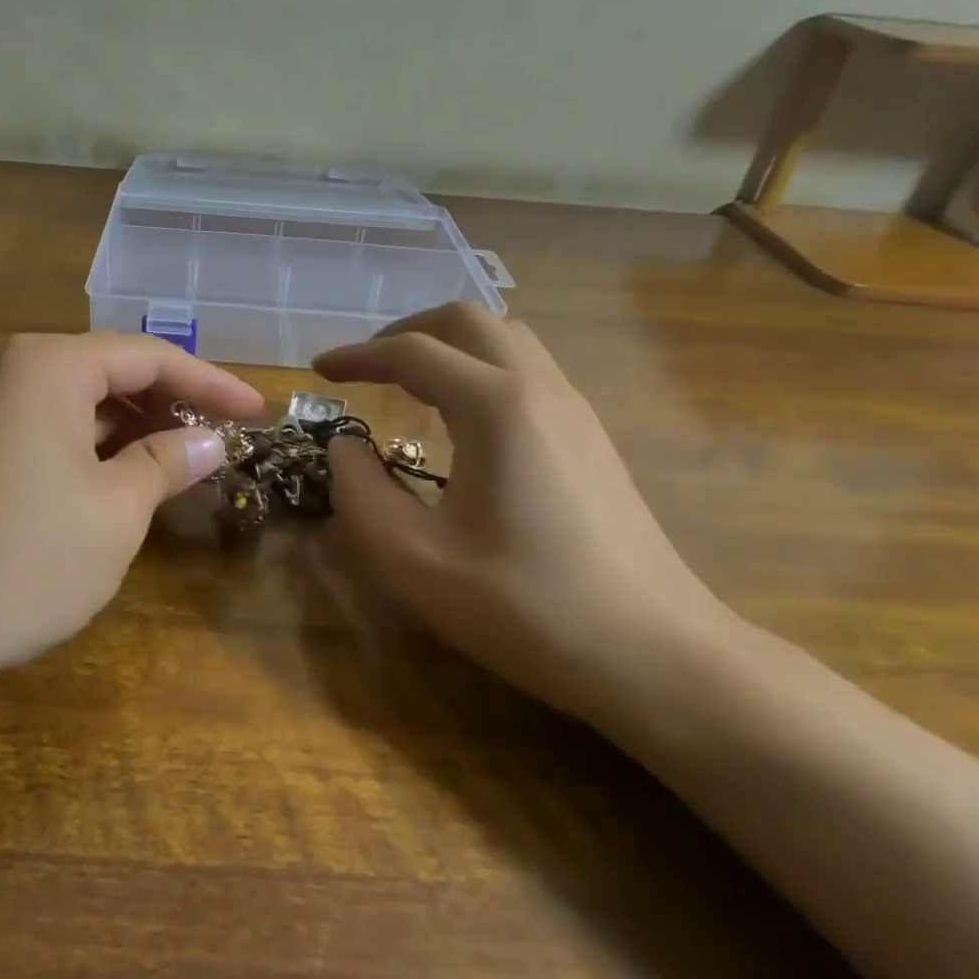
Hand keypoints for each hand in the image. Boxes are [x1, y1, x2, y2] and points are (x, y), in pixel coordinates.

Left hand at [0, 332, 263, 678]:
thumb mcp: (115, 510)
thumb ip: (167, 463)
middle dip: (174, 405)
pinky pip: (61, 430)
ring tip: (187, 463)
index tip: (260, 412)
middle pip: (117, 372)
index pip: (151, 357)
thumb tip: (210, 441)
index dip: (212, 384)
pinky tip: (131, 481)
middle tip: (226, 440)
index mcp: (52, 365)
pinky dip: (103, 450)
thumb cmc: (21, 558)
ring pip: (89, 404)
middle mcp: (21, 371)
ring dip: (140, 430)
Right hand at [315, 303, 732, 726]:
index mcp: (496, 406)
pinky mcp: (593, 439)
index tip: (321, 371)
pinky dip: (482, 370)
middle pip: (467, 320)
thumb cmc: (527, 607)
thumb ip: (360, 492)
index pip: (412, 352)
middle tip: (368, 367)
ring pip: (506, 339)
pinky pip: (530, 371)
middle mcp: (540, 389)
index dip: (358, 356)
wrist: (657, 658)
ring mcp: (576, 411)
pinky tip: (466, 422)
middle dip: (406, 331)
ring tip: (412, 384)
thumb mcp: (414, 559)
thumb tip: (345, 446)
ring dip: (450, 346)